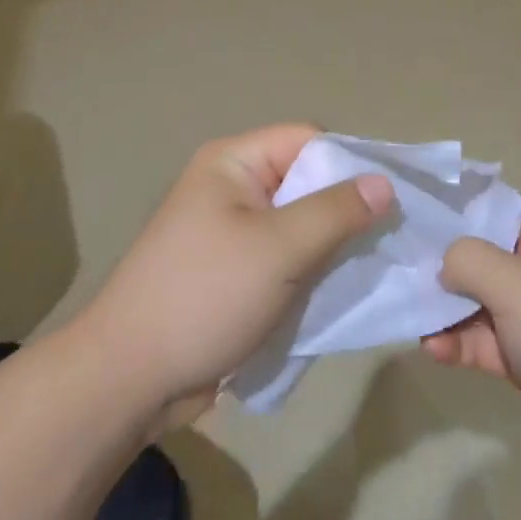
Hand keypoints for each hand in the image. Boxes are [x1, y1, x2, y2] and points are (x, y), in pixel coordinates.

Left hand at [79, 124, 392, 431]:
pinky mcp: (234, 273)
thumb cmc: (205, 297)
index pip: (308, 140)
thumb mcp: (279, 249)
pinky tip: (340, 291)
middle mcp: (232, 188)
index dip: (350, 162)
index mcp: (233, 163)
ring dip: (332, 245)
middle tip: (391, 238)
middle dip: (346, 208)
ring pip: (299, 224)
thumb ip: (336, 212)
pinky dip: (311, 271)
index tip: (392, 198)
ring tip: (373, 266)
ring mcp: (231, 233)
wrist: (129, 379)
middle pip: (306, 181)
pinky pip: (285, 259)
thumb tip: (385, 183)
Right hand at [423, 205, 520, 490]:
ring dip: (449, 311)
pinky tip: (434, 349)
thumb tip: (447, 264)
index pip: (503, 213)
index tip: (421, 225)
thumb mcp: (515, 283)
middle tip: (406, 274)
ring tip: (413, 317)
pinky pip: (488, 341)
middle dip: (448, 269)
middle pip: (488, 259)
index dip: (462, 217)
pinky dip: (462, 343)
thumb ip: (469, 260)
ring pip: (483, 303)